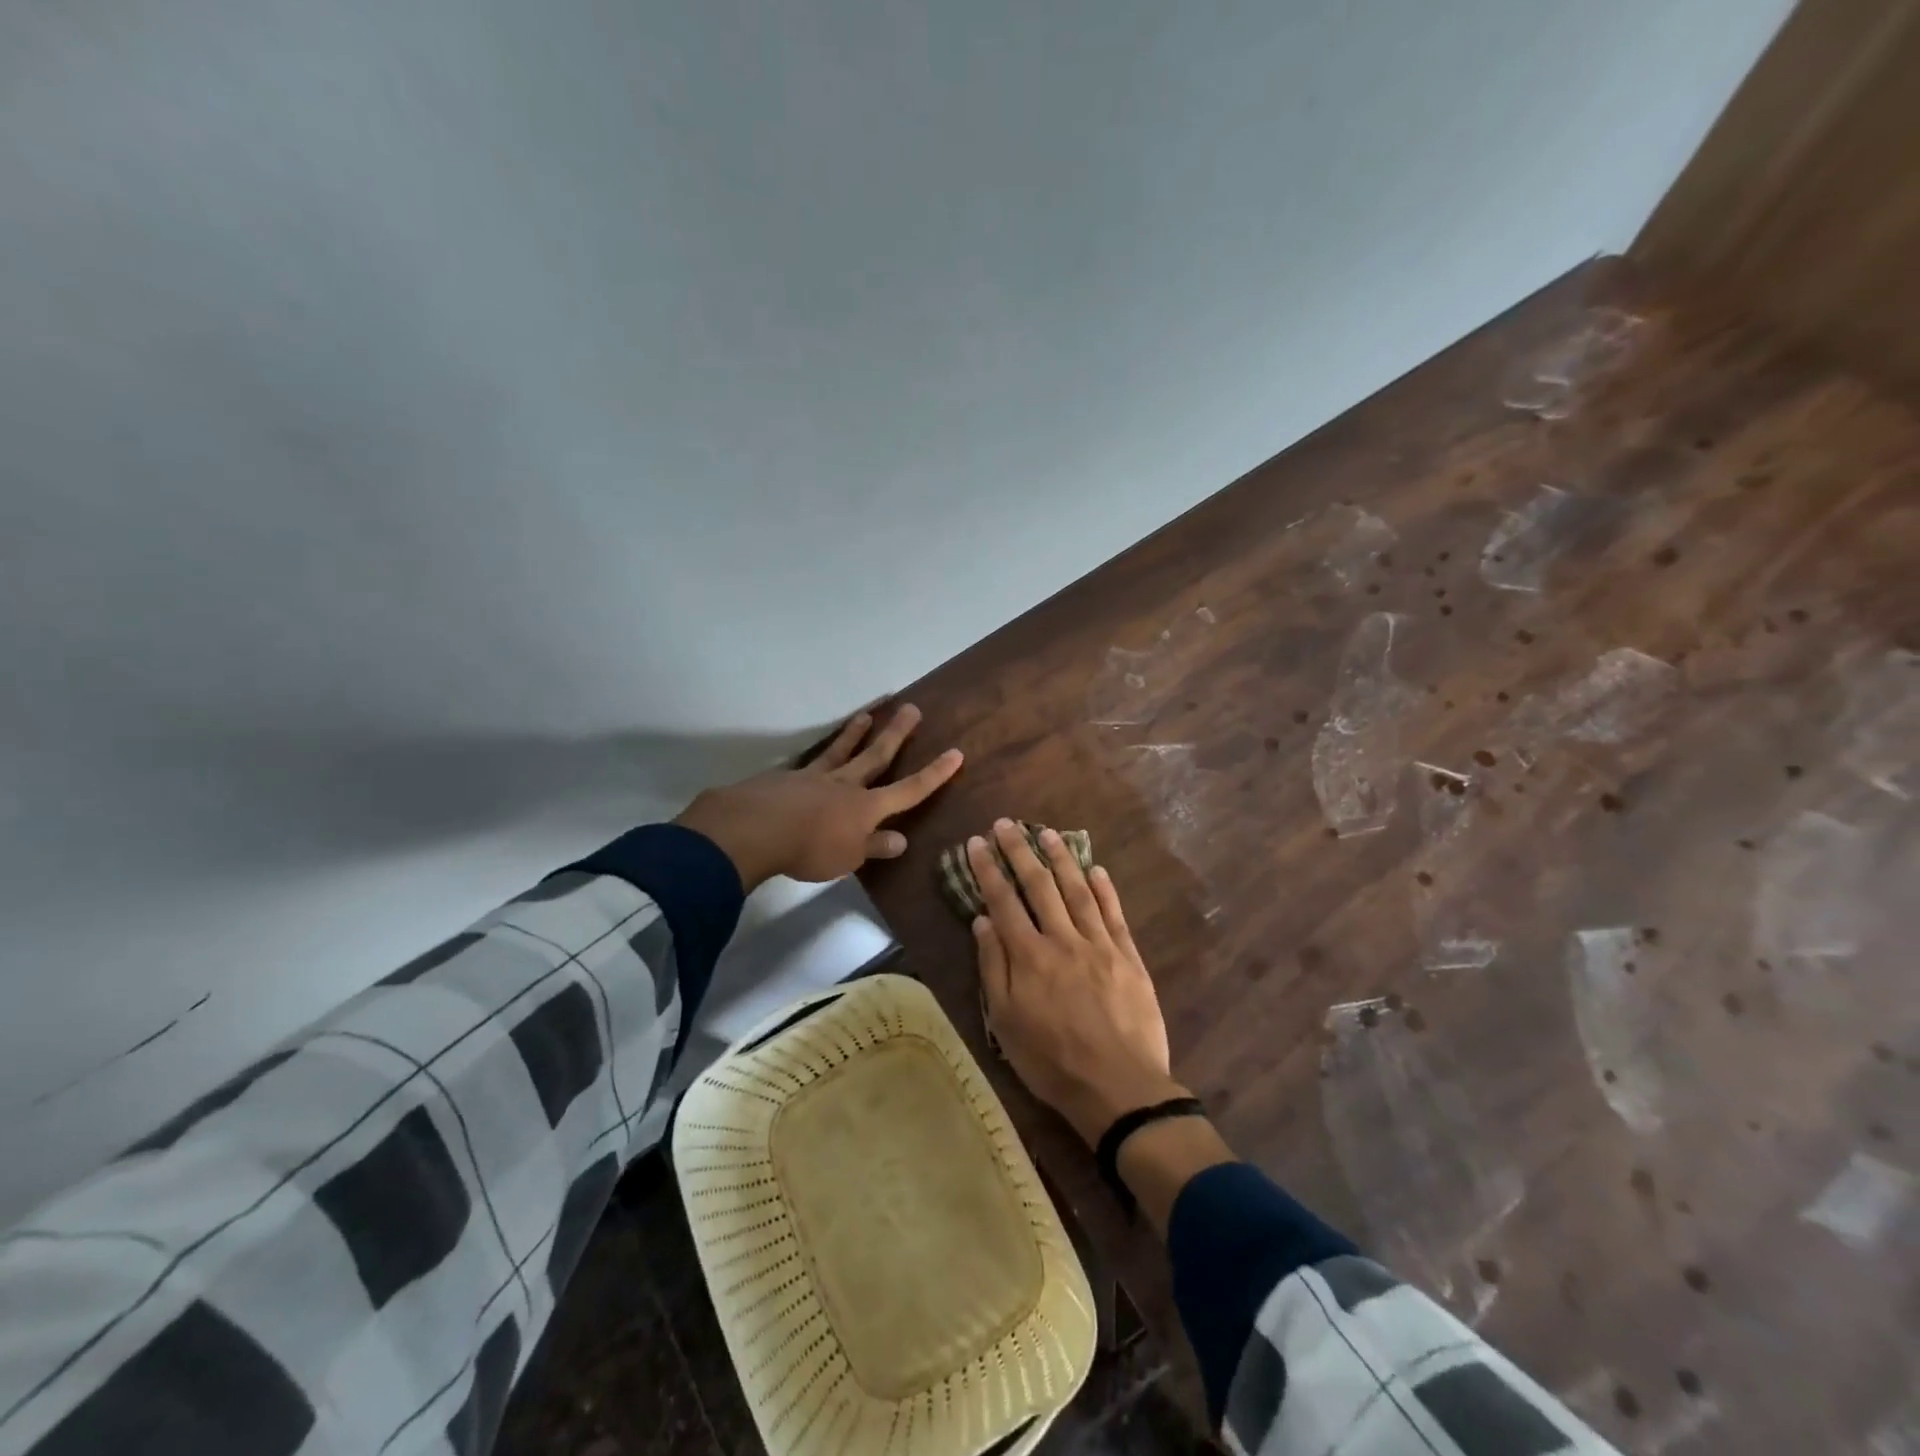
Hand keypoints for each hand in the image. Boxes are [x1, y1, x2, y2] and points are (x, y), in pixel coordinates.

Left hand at [675, 703, 961, 889]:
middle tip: (911, 708)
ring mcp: (814, 777)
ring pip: (840, 751)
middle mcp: (845, 784)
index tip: (955, 753)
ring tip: (866, 714)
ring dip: (855, 733)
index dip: (934, 774)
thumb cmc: (809, 849)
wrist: (755, 829)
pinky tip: (810, 759)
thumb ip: (874, 847)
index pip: (910, 789)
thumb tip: (901, 840)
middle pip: (877, 755)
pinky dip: (815, 759)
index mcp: (867, 807)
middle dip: (897, 734)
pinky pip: (807, 764)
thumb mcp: (848, 858)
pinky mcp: (786, 778)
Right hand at [968, 819, 1184, 1145]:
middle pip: (1039, 886)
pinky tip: (1096, 869)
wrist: (1119, 1088)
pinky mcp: (1128, 956)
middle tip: (1007, 824)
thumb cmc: (1052, 1061)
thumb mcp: (1006, 1022)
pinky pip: (1114, 914)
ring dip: (1061, 859)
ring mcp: (1099, 945)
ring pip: (1077, 891)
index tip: (976, 843)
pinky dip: (1105, 888)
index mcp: (1029, 956)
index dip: (988, 870)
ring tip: (1047, 833)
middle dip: (1020, 852)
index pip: (1003, 901)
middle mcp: (1062, 940)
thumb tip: (982, 921)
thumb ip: (994, 967)